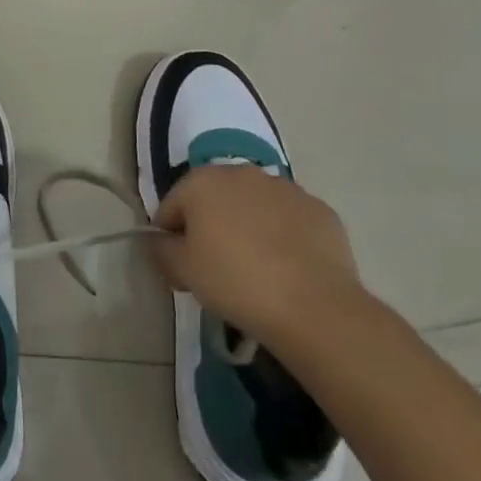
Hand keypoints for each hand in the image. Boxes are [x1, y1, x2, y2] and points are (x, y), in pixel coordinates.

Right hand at [148, 165, 361, 347]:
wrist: (315, 307)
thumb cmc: (235, 281)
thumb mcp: (181, 270)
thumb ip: (160, 249)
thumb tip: (159, 242)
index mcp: (202, 181)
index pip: (171, 207)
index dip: (170, 238)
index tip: (180, 268)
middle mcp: (243, 173)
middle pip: (213, 200)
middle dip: (209, 227)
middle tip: (214, 268)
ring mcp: (287, 189)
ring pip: (253, 207)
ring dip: (246, 228)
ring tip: (254, 270)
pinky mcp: (321, 211)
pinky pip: (288, 221)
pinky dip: (282, 237)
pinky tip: (286, 269)